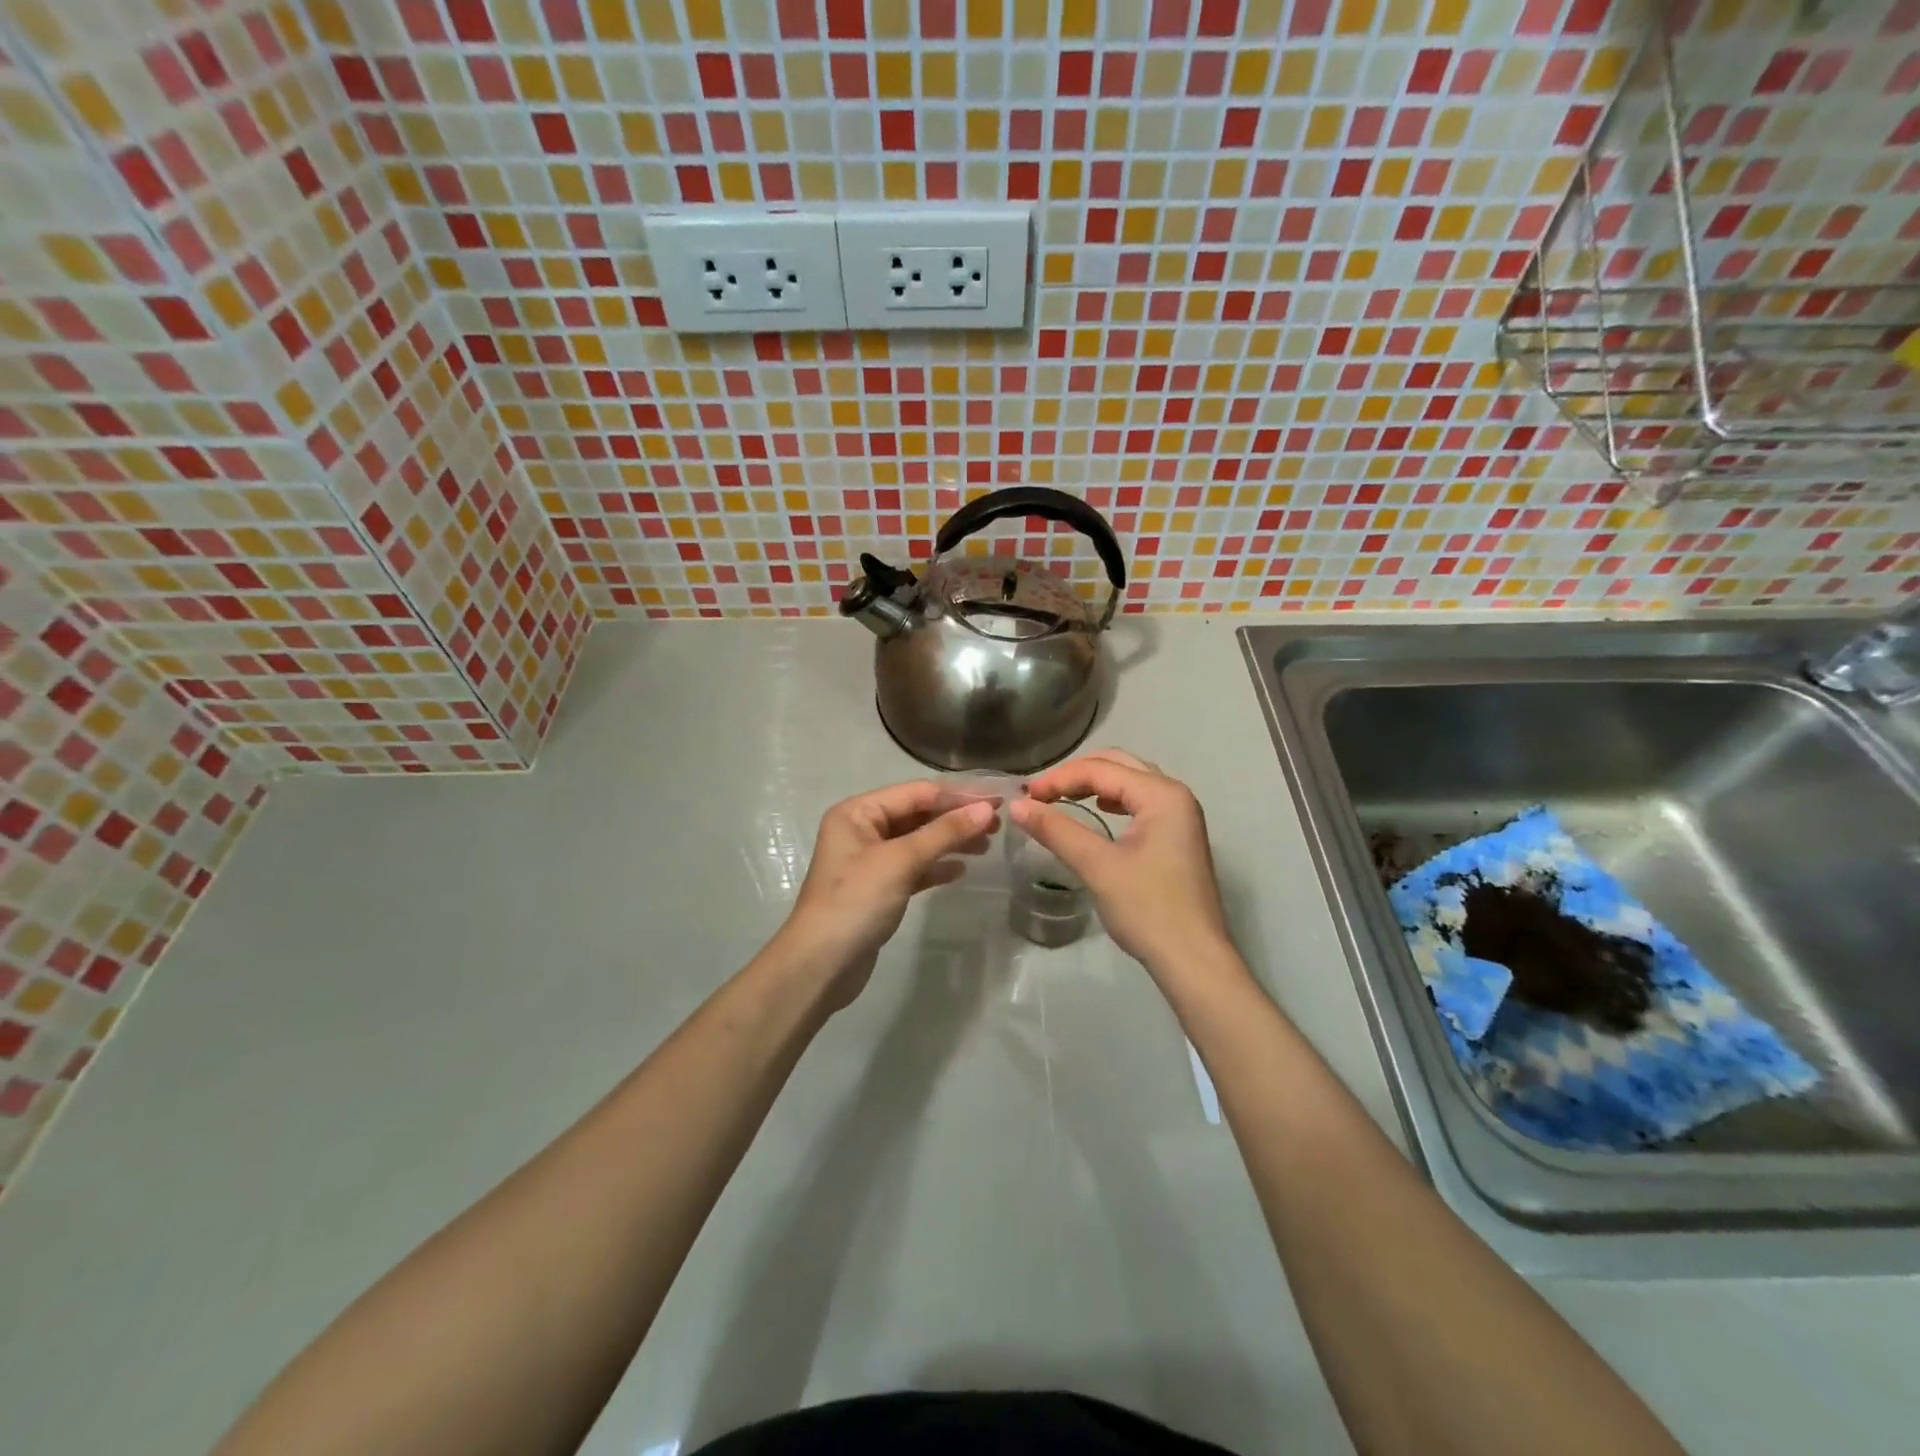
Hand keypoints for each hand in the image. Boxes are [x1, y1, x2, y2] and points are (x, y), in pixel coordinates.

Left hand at [773, 781, 994, 1006]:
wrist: (820, 966)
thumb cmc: (856, 902)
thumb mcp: (900, 861)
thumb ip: (944, 833)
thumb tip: (986, 809)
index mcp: (858, 812)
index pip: (916, 793)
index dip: (958, 796)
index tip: (997, 801)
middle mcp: (862, 829)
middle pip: (918, 814)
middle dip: (956, 818)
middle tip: (997, 825)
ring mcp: (869, 860)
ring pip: (918, 841)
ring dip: (950, 841)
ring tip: (987, 846)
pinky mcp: (878, 889)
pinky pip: (913, 867)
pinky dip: (936, 866)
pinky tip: (961, 870)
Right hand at [1010, 750, 1235, 980]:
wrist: (1193, 960)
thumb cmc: (1148, 909)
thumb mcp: (1097, 866)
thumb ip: (1056, 830)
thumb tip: (1016, 806)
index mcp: (1162, 794)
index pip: (1101, 769)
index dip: (1059, 778)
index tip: (1025, 797)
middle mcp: (1176, 795)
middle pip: (1119, 765)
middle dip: (1076, 774)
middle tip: (1040, 794)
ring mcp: (1181, 816)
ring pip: (1131, 782)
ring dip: (1094, 784)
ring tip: (1060, 798)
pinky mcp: (1177, 837)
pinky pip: (1140, 802)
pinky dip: (1113, 800)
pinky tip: (1097, 811)